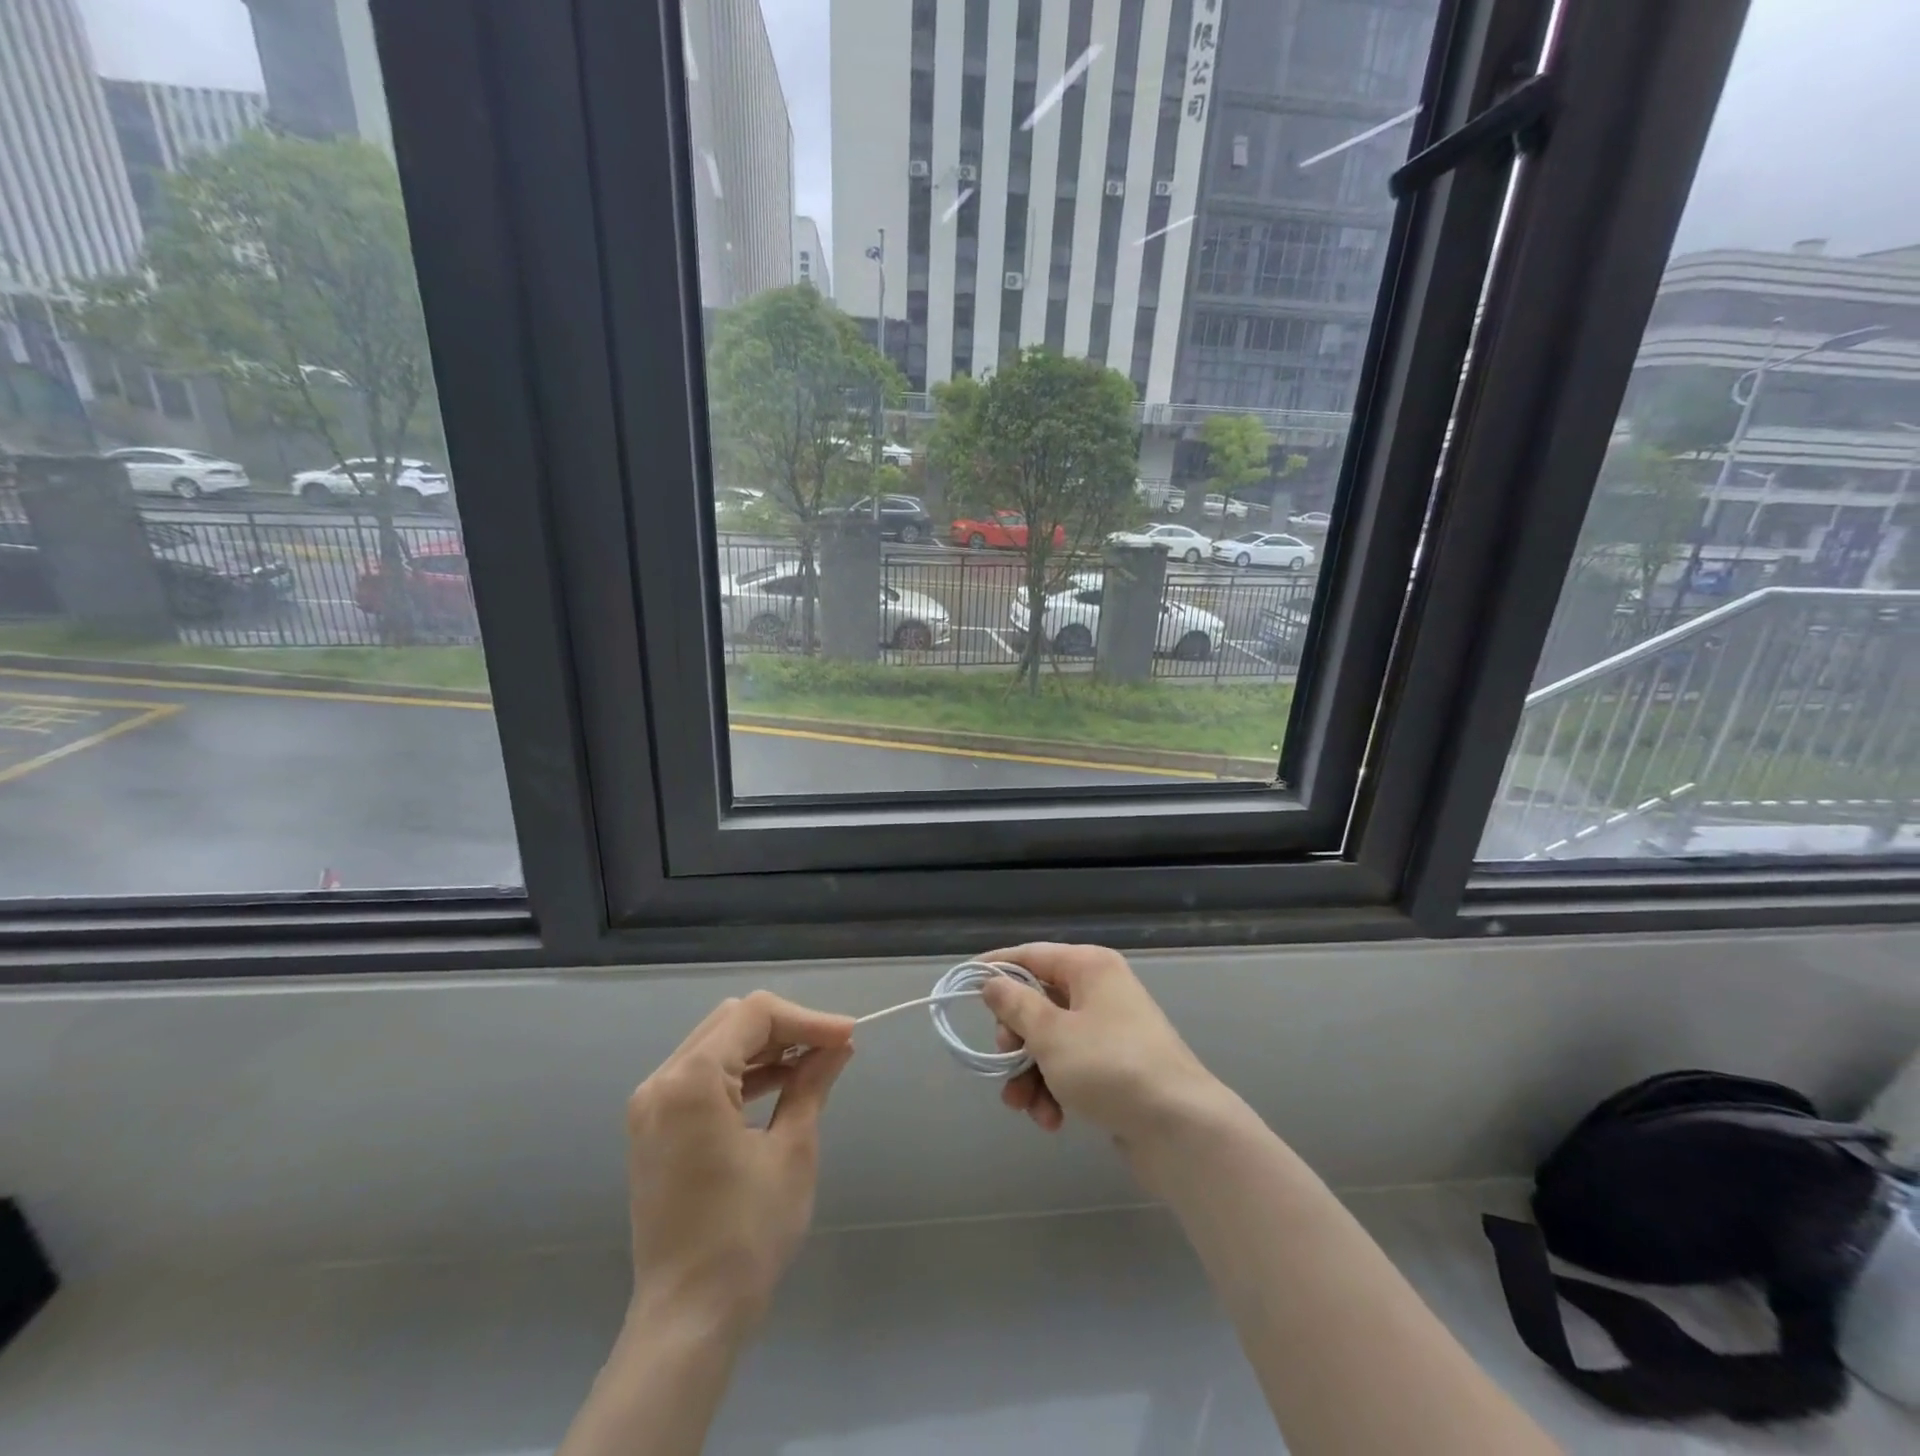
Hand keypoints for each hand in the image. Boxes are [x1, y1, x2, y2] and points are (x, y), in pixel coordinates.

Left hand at [624, 991, 854, 1330]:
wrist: (687, 1318)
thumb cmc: (745, 1235)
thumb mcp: (791, 1151)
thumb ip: (811, 1084)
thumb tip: (838, 1046)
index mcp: (691, 1080)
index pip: (755, 1015)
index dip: (807, 1018)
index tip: (848, 1036)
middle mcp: (662, 1081)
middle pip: (733, 1022)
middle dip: (787, 1028)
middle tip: (833, 1047)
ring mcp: (652, 1105)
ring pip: (717, 1045)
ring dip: (766, 1048)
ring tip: (815, 1063)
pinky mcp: (655, 1128)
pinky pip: (702, 1076)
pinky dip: (742, 1073)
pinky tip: (781, 1085)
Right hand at [980, 942, 1233, 1153]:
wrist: (1181, 1129)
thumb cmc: (1109, 1066)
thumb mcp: (1051, 1034)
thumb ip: (1015, 1005)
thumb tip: (992, 982)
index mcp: (1090, 968)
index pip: (1032, 955)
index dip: (997, 968)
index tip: (966, 984)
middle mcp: (1101, 992)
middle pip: (1039, 1003)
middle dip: (1016, 1039)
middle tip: (1006, 1060)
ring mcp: (1111, 1032)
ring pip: (1052, 1042)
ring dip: (1031, 1074)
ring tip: (1024, 1106)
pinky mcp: (1116, 1070)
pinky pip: (1072, 1069)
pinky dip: (1055, 1090)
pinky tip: (1051, 1120)